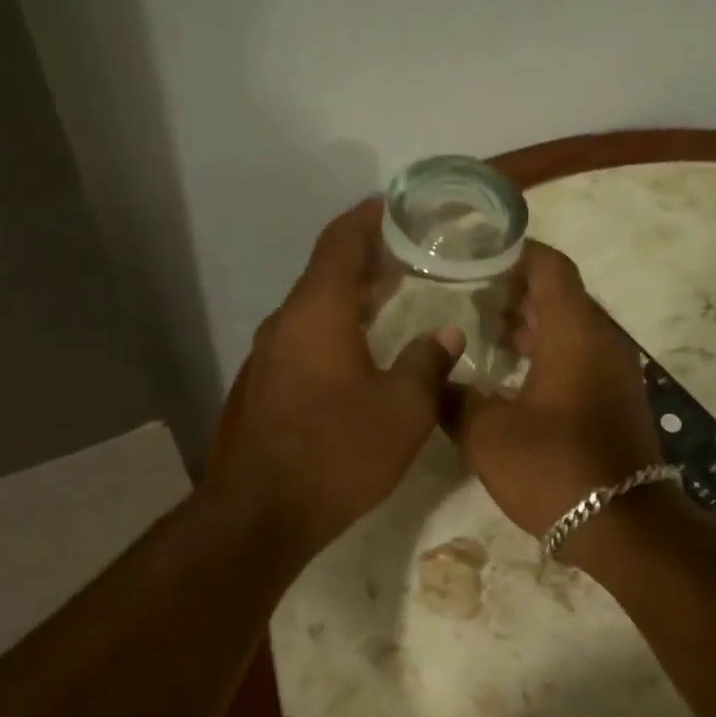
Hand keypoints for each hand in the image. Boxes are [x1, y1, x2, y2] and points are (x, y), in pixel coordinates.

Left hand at [219, 218, 462, 553]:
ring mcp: (272, 355)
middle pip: (327, 271)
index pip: (341, 241)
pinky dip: (338, 328)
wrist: (268, 510)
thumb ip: (429, 363)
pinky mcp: (270, 386)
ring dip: (353, 296)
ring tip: (397, 295)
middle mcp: (287, 322)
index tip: (399, 206)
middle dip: (368, 257)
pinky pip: (308, 338)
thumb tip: (448, 334)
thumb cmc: (340, 451)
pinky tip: (367, 348)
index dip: (369, 217)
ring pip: (316, 308)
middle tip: (413, 253)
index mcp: (318, 311)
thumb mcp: (403, 408)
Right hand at [455, 241, 665, 544]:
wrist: (622, 525)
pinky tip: (507, 379)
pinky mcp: (614, 402)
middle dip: (513, 292)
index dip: (514, 252)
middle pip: (558, 297)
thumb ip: (455, 399)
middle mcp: (601, 341)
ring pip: (568, 331)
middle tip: (464, 295)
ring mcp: (613, 373)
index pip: (549, 267)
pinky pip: (577, 361)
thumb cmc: (553, 468)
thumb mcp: (486, 434)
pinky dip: (544, 357)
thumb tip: (437, 381)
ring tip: (479, 334)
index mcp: (575, 332)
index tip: (476, 252)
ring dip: (528, 328)